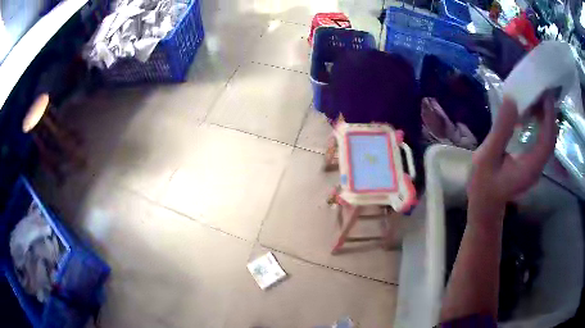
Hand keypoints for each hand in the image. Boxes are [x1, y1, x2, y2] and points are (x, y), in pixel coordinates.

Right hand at [468, 94, 557, 208]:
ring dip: (544, 116)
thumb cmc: (483, 184)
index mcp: (530, 167)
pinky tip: (531, 112)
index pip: (547, 140)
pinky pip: (541, 140)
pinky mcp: (533, 162)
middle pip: (550, 137)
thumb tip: (511, 99)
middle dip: (548, 112)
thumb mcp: (488, 156)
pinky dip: (540, 124)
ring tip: (536, 96)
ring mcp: (536, 165)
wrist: (485, 204)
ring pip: (547, 138)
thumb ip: (501, 129)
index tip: (545, 94)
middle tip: (540, 89)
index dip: (549, 116)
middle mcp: (538, 167)